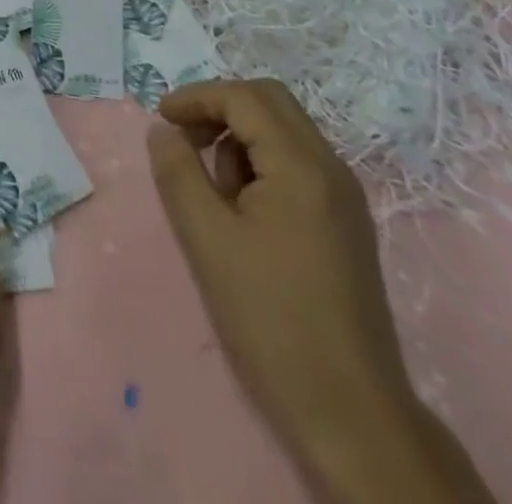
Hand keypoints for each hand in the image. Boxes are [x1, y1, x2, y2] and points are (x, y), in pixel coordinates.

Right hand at [147, 80, 494, 503]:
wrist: (352, 414)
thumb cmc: (271, 320)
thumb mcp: (208, 240)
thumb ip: (178, 173)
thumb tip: (163, 130)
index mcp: (302, 165)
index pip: (244, 97)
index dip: (196, 97)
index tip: (160, 119)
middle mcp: (331, 168)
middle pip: (270, 102)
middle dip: (219, 107)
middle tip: (182, 137)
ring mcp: (344, 196)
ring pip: (285, 130)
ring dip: (240, 135)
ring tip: (209, 184)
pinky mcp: (346, 223)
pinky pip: (298, 163)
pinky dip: (261, 162)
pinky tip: (240, 206)